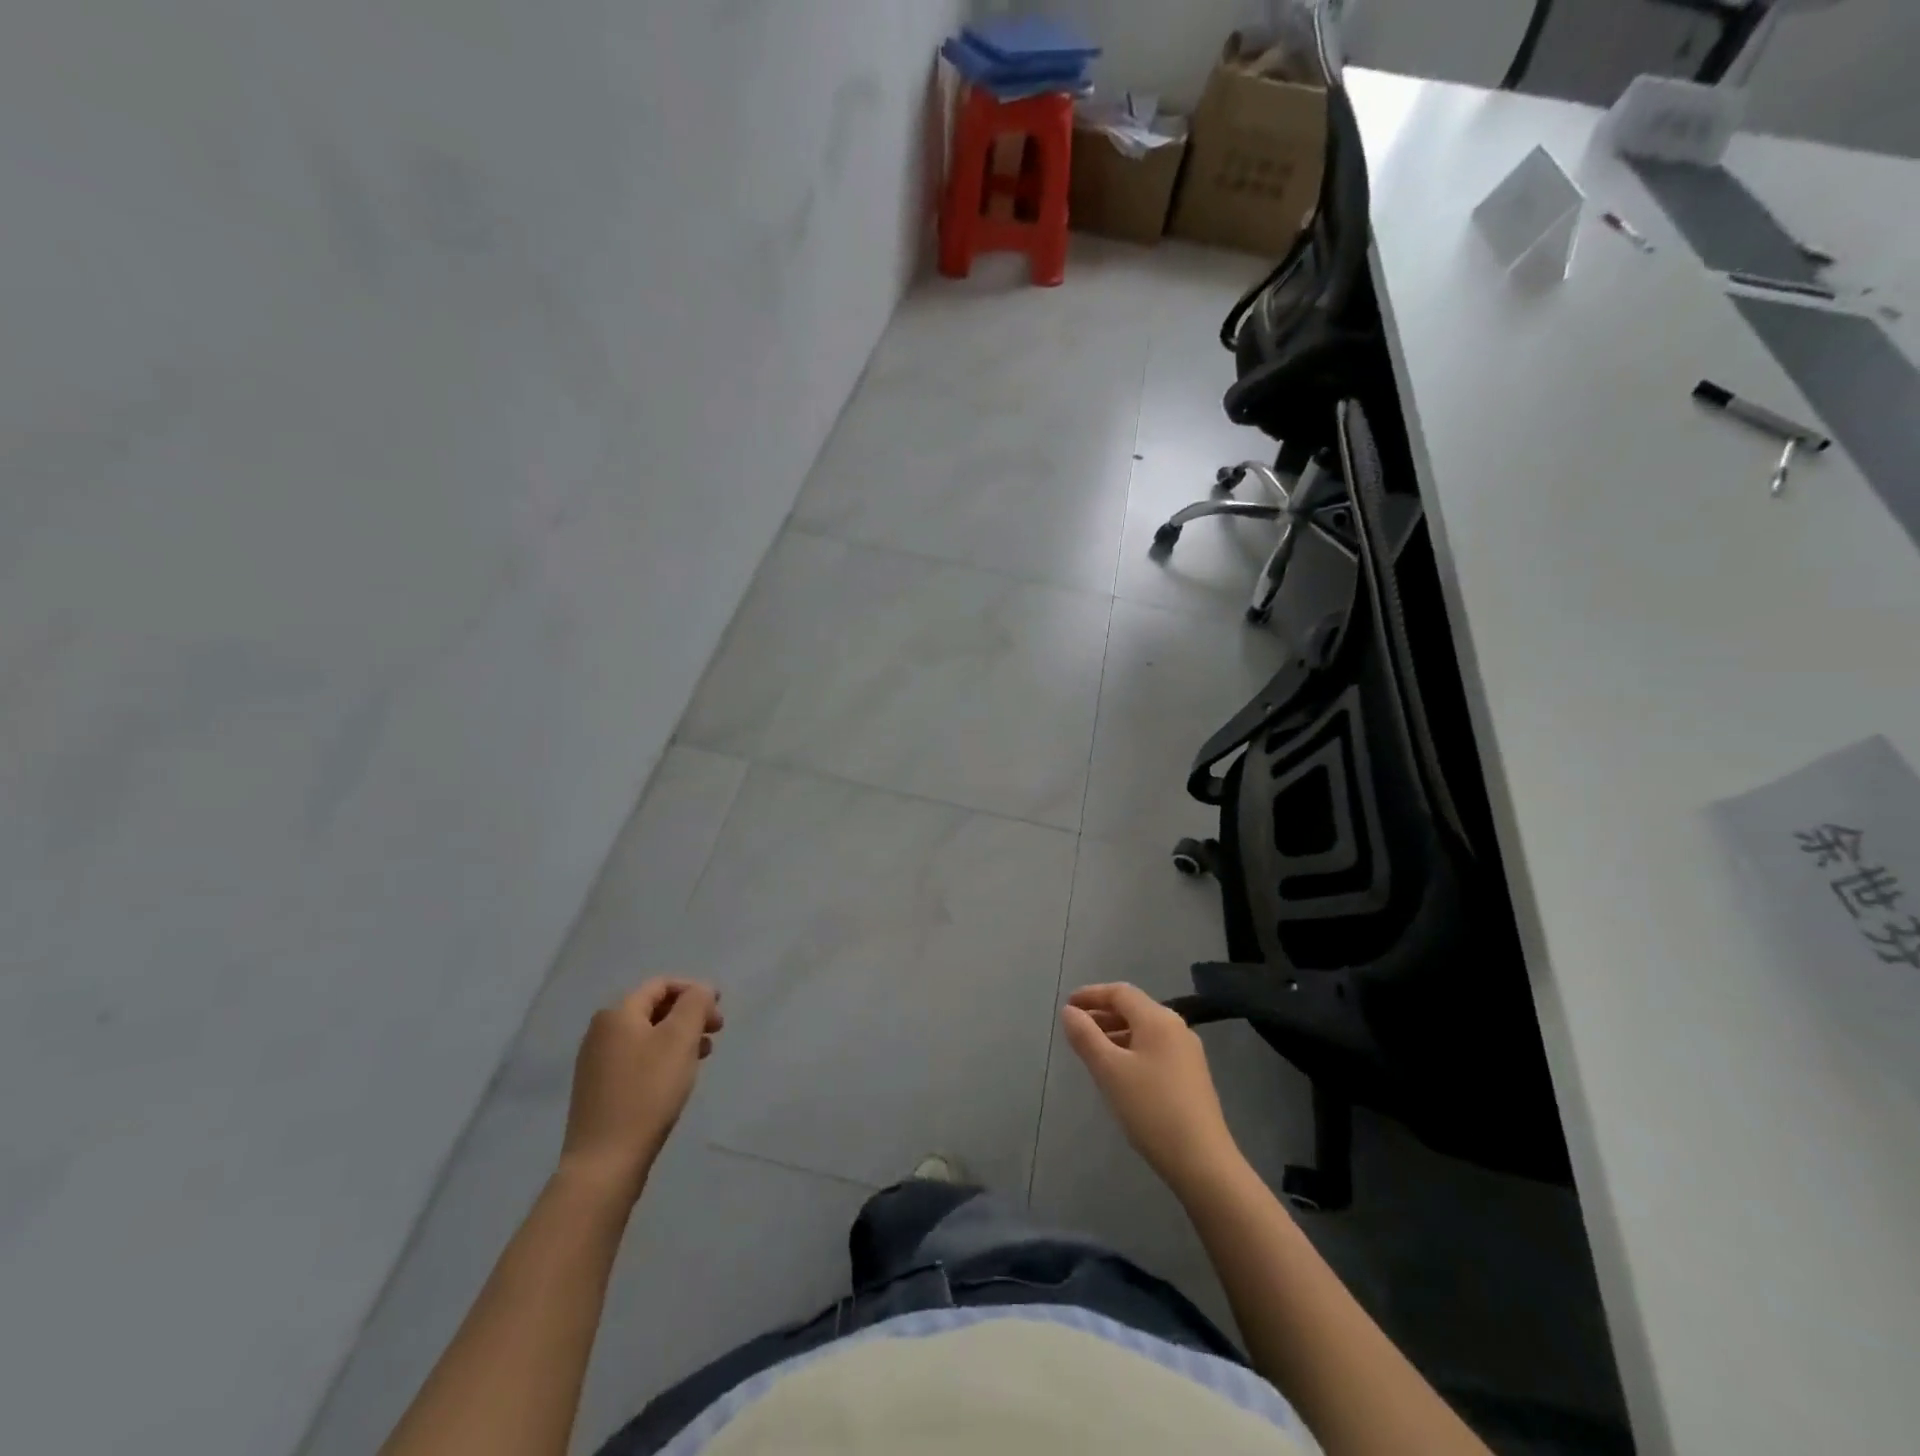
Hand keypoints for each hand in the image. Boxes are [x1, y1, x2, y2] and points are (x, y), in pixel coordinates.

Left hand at [560, 979, 722, 1200]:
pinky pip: (637, 1058)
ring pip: (647, 1035)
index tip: (719, 1010)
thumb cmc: (647, 1092)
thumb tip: (701, 990)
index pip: (661, 984)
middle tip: (716, 1031)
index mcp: (617, 1014)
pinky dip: (662, 1057)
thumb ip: (695, 1004)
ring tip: (702, 1055)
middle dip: (688, 1014)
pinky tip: (677, 1077)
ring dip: (678, 1036)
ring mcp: (596, 1062)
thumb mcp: (679, 1039)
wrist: (605, 1162)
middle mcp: (601, 1032)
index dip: (694, 990)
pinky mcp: (599, 1089)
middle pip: (653, 1008)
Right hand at [1061, 983, 1241, 1192]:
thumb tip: (1069, 1012)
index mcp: (1157, 1019)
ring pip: (1144, 1030)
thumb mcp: (1109, 1070)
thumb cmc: (1151, 1109)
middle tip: (1075, 1027)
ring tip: (1091, 1050)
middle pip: (1134, 1009)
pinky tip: (1120, 1071)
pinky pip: (1155, 1048)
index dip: (1091, 995)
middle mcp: (1176, 1028)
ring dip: (1116, 1032)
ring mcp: (1188, 1052)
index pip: (1120, 993)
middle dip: (1102, 1014)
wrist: (1203, 1162)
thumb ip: (1086, 1036)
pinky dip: (1131, 1049)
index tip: (1067, 1005)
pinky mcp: (1192, 1076)